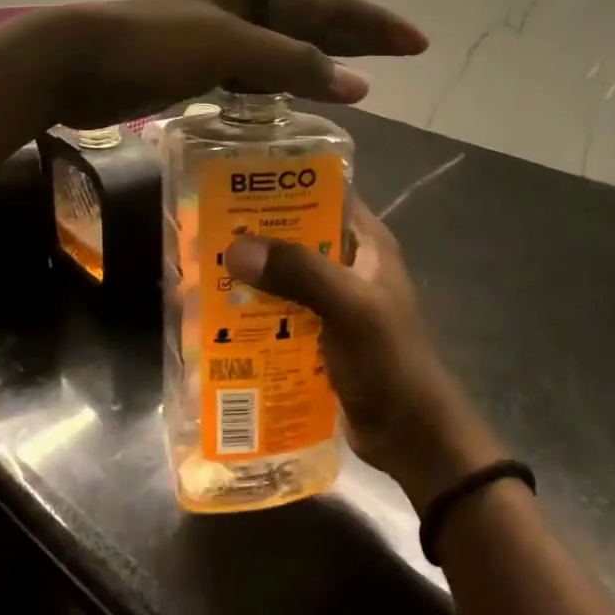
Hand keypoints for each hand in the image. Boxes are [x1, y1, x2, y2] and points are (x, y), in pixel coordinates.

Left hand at [46, 0, 428, 127]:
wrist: (76, 60)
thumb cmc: (151, 46)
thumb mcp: (226, 46)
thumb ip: (290, 62)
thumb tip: (357, 83)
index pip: (330, 6)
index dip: (375, 23)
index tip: (416, 43)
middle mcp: (241, 14)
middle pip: (314, 22)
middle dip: (360, 37)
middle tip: (402, 55)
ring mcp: (218, 42)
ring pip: (287, 49)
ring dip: (325, 61)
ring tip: (360, 82)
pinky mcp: (197, 70)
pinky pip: (257, 76)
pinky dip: (284, 87)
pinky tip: (294, 102)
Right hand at [224, 202, 502, 507]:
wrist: (410, 434)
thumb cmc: (388, 359)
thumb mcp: (349, 307)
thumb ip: (298, 273)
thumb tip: (236, 249)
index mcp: (366, 242)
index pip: (325, 192)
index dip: (284, 183)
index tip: (236, 180)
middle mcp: (350, 263)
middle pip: (297, 234)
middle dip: (257, 234)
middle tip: (207, 230)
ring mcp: (334, 300)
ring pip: (286, 275)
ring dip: (253, 275)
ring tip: (204, 270)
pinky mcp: (320, 333)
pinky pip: (282, 311)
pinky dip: (257, 310)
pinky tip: (222, 315)